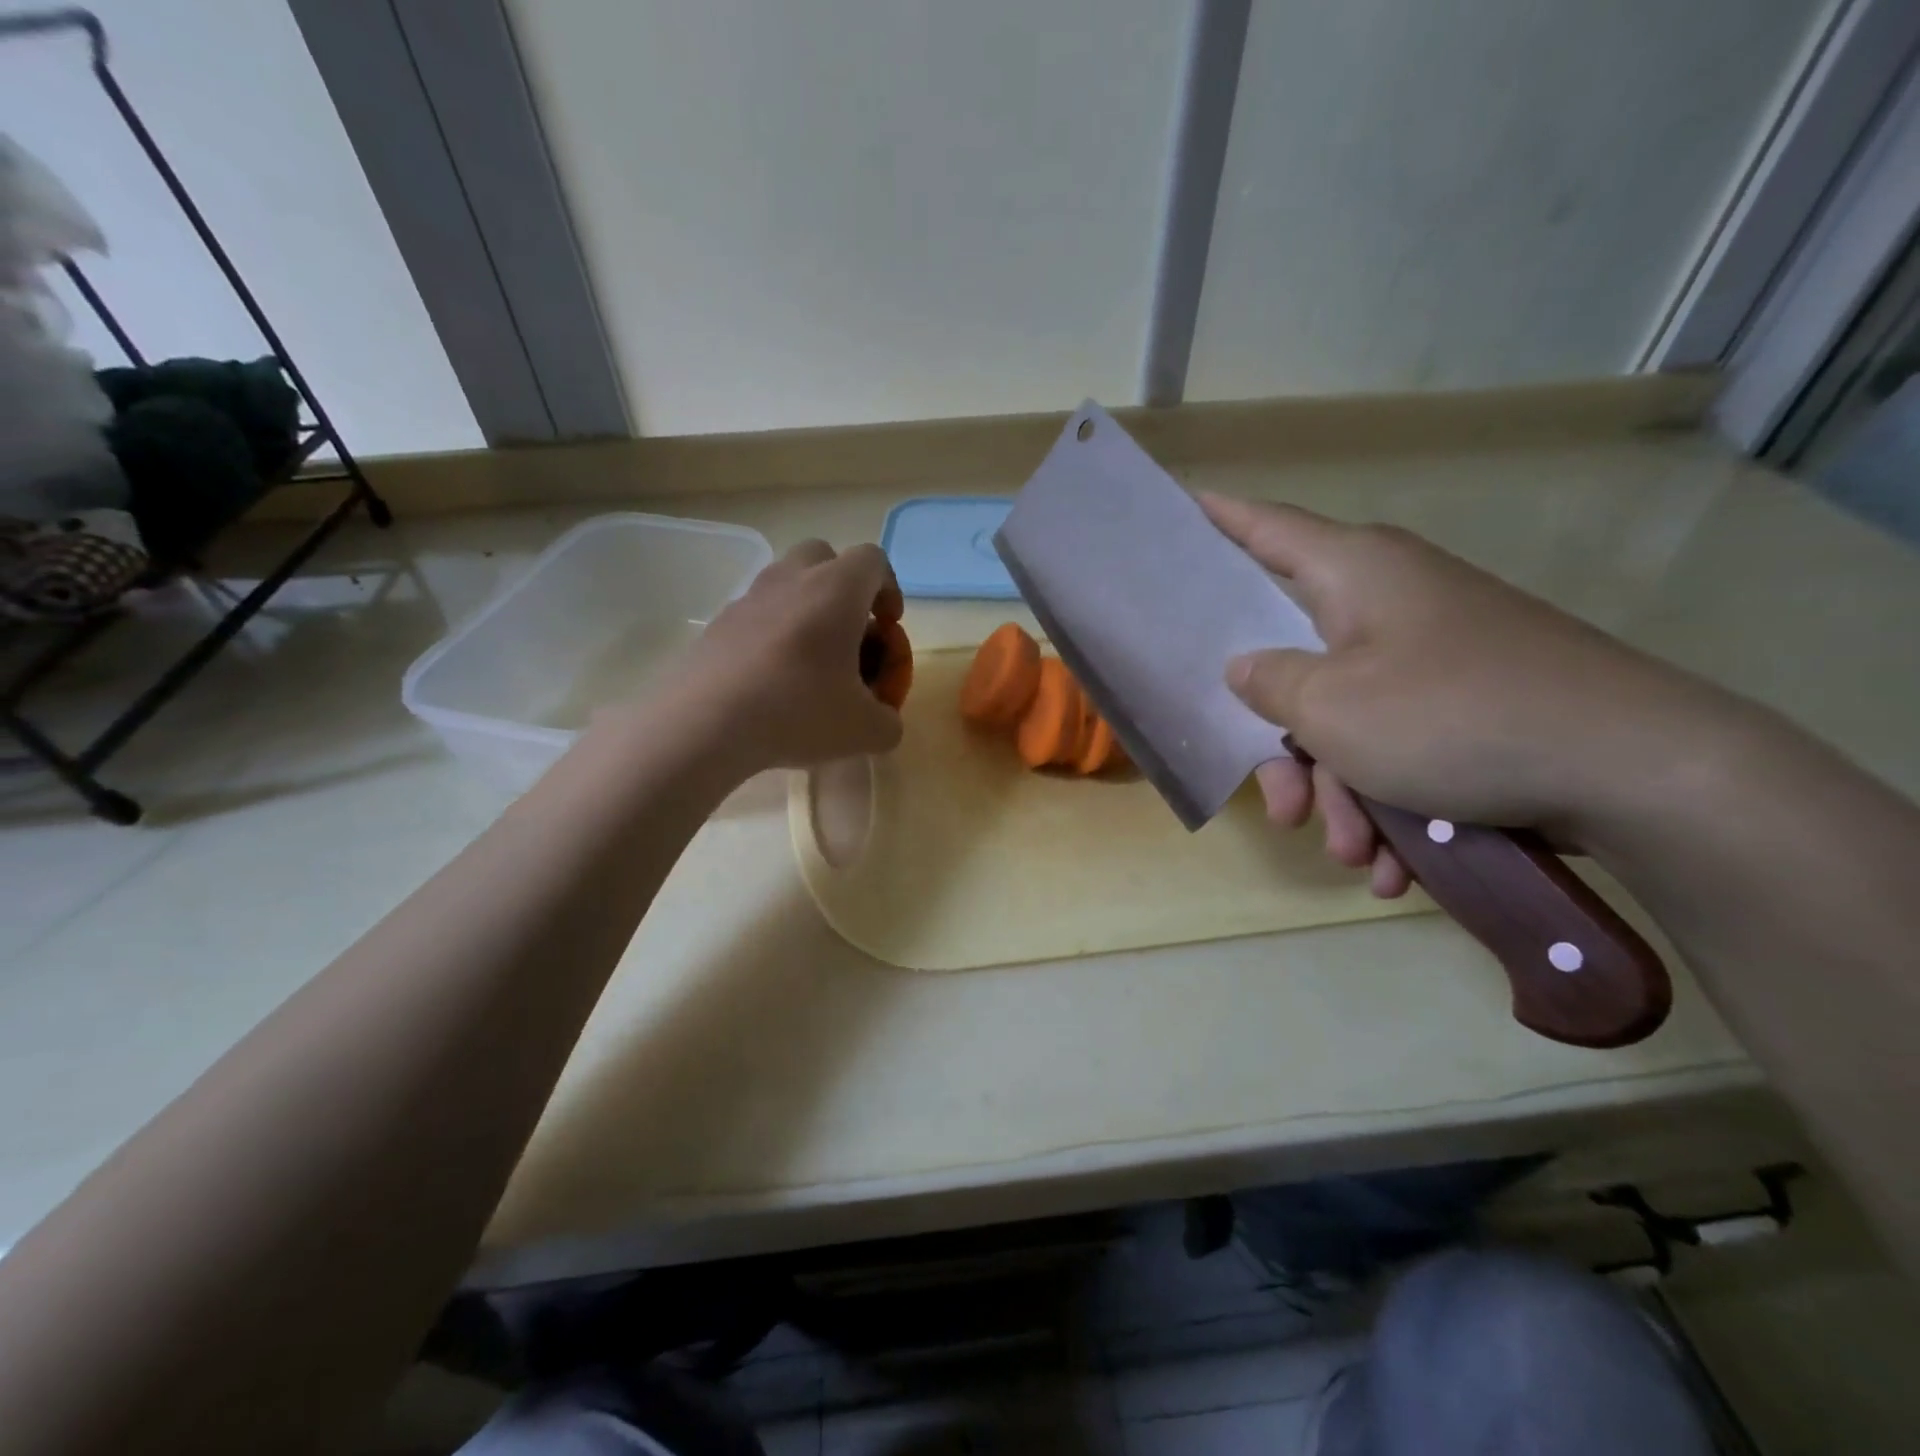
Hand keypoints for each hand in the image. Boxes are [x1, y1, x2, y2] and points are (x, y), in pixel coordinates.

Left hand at [673, 538, 905, 773]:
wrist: (705, 723)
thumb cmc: (799, 712)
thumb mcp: (866, 732)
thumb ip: (888, 721)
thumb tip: (883, 720)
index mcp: (837, 590)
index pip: (873, 560)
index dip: (889, 589)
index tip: (888, 626)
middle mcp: (792, 579)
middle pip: (824, 556)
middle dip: (843, 587)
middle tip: (849, 632)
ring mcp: (748, 597)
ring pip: (786, 582)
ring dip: (805, 608)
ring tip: (809, 660)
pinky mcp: (717, 622)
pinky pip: (756, 613)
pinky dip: (771, 633)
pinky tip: (770, 679)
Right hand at [1201, 493, 1732, 895]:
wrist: (1637, 770)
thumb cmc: (1453, 717)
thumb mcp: (1332, 708)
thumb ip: (1269, 683)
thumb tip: (1247, 668)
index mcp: (1353, 574)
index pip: (1266, 527)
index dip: (1220, 518)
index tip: (1183, 507)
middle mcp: (1389, 602)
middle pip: (1297, 662)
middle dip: (1285, 749)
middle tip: (1282, 808)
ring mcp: (1432, 655)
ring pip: (1347, 721)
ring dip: (1340, 795)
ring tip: (1356, 854)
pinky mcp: (1469, 703)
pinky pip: (1400, 746)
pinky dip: (1390, 803)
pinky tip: (1397, 864)